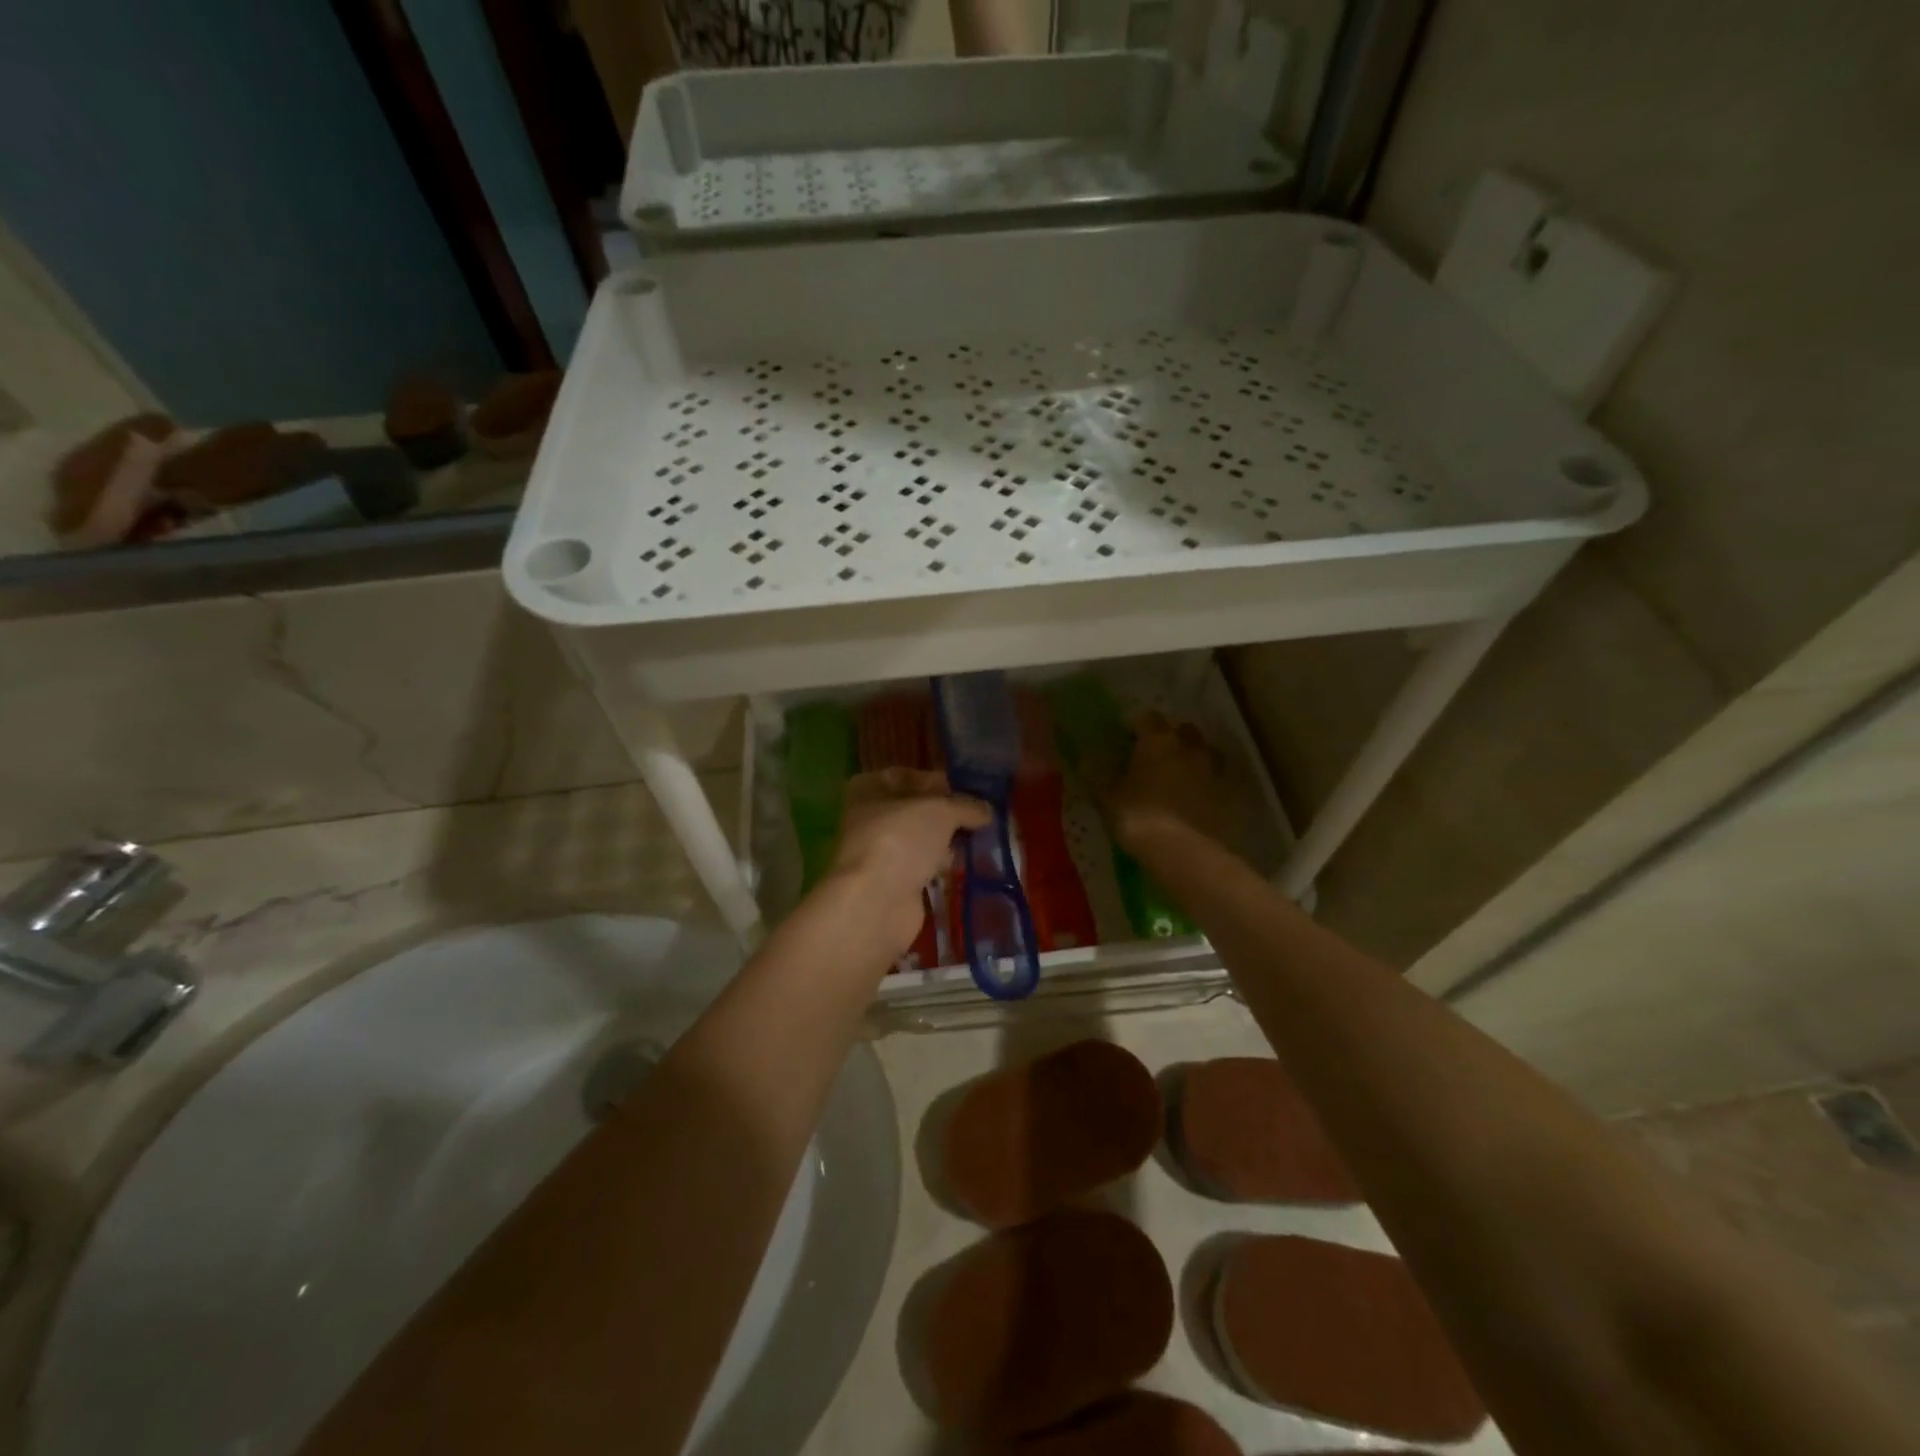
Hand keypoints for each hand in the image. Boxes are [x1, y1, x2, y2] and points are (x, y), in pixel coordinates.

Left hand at [827, 769, 991, 957]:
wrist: (876, 902)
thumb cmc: (901, 839)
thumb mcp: (941, 810)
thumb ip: (966, 806)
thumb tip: (987, 810)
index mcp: (869, 788)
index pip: (911, 776)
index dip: (942, 782)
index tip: (973, 791)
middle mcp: (870, 817)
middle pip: (918, 810)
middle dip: (949, 815)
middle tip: (983, 817)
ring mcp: (881, 852)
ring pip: (922, 840)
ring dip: (948, 841)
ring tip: (982, 840)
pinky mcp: (894, 882)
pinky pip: (925, 866)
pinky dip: (943, 866)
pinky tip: (968, 865)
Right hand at [1103, 712, 1238, 855]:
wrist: (1185, 852)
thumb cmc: (1139, 817)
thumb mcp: (1108, 798)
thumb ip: (1098, 775)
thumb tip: (1086, 759)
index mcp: (1157, 741)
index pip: (1148, 719)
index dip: (1137, 728)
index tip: (1127, 742)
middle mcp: (1188, 747)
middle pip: (1182, 730)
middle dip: (1171, 738)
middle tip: (1155, 758)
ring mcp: (1212, 770)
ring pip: (1203, 753)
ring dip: (1191, 759)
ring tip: (1176, 779)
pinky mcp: (1227, 795)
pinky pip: (1214, 781)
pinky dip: (1205, 785)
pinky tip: (1193, 800)